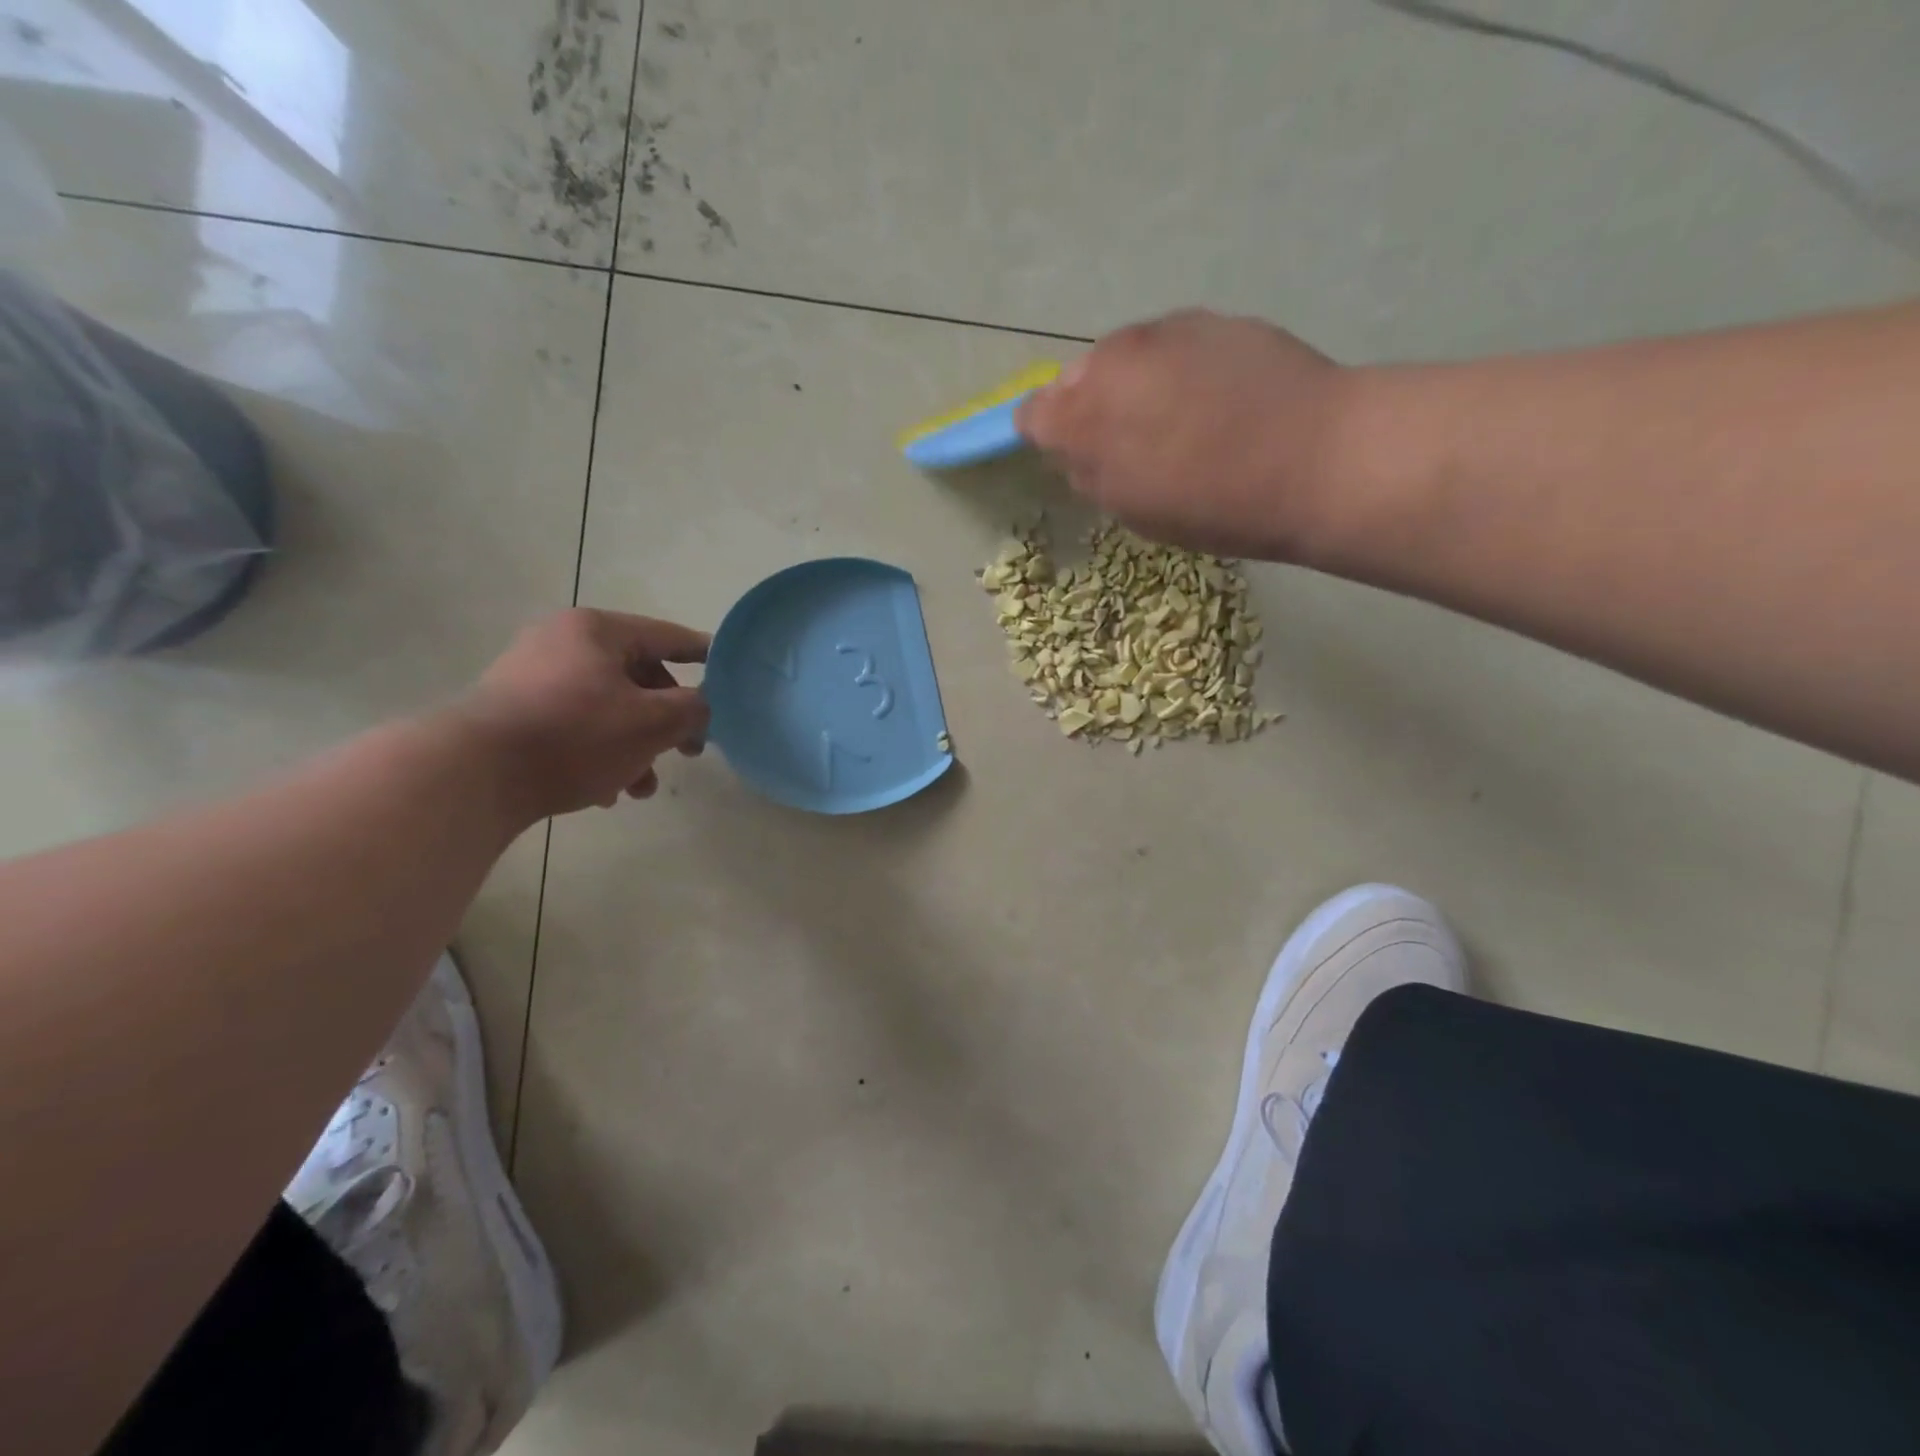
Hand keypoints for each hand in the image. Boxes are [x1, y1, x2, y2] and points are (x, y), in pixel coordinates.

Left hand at [457, 608, 709, 818]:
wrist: (473, 774)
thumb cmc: (576, 735)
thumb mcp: (653, 722)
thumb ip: (692, 708)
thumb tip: (701, 705)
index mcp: (597, 631)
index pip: (668, 637)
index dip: (704, 655)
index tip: (729, 672)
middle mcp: (562, 642)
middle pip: (638, 678)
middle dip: (667, 721)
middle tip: (689, 751)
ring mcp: (532, 677)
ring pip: (608, 708)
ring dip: (636, 747)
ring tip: (641, 788)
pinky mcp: (513, 712)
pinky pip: (575, 726)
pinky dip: (599, 752)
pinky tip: (605, 791)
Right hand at [1015, 309, 1349, 560]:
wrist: (1314, 457)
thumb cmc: (1212, 503)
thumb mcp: (1134, 509)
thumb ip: (1090, 474)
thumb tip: (1074, 451)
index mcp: (1084, 415)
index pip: (1034, 414)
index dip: (1047, 436)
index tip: (1070, 457)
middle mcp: (1113, 360)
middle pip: (1078, 378)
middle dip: (1091, 406)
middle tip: (1129, 444)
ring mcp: (1165, 332)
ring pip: (1126, 356)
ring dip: (1134, 383)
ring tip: (1176, 420)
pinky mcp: (1212, 319)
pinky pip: (1172, 346)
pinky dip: (1175, 369)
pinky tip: (1213, 398)